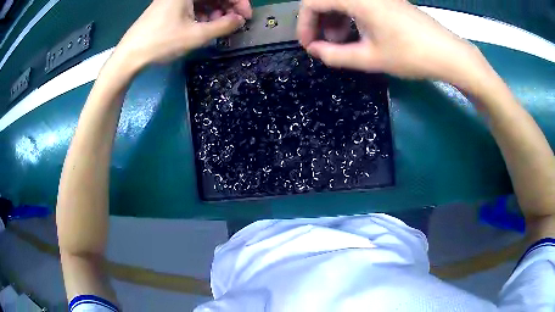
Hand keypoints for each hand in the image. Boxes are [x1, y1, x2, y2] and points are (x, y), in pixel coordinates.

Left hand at [114, 0, 250, 69]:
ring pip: (203, 1)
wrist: (129, 56)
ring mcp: (173, 0)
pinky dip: (201, 15)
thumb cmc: (161, 43)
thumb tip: (239, 20)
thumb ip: (223, 26)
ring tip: (217, 28)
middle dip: (226, 7)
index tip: (246, 17)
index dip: (238, 2)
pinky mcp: (168, 8)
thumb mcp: (196, 36)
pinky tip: (204, 27)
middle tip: (233, 24)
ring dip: (214, 13)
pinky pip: (192, 7)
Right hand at [297, 0, 486, 83]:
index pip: (313, 2)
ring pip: (342, 1)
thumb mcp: (370, 58)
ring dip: (334, 20)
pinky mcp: (387, 1)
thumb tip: (315, 51)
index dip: (304, 24)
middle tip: (325, 45)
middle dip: (319, 22)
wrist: (448, 54)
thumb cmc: (410, 55)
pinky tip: (357, 35)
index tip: (308, 45)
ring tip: (341, 43)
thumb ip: (336, 55)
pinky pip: (358, 4)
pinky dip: (350, 17)